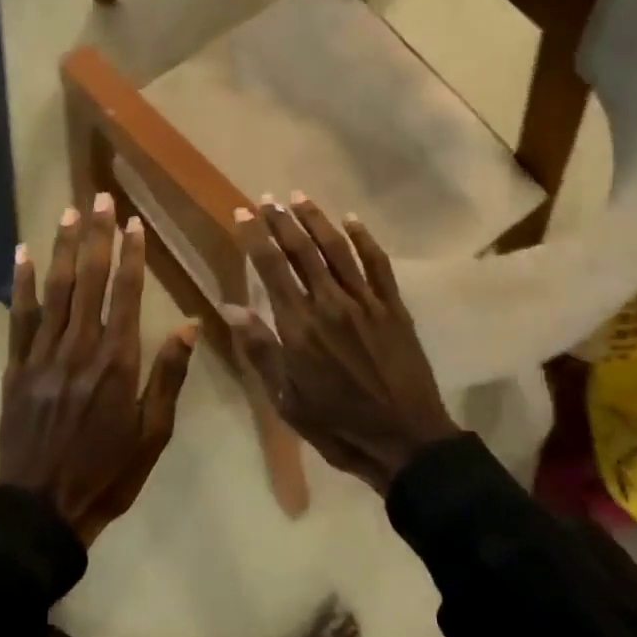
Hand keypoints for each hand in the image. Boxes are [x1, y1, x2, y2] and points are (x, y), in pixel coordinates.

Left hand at [1, 193, 198, 543]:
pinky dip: (22, 284)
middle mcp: (79, 347)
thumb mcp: (154, 433)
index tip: (133, 223)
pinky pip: (19, 317)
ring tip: (69, 213)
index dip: (130, 255)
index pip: (125, 293)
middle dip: (97, 236)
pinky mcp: (15, 367)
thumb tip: (189, 325)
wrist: (42, 510)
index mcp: (117, 362)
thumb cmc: (108, 473)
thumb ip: (169, 375)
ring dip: (63, 248)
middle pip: (89, 280)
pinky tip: (23, 254)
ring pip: (55, 290)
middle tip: (100, 199)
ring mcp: (42, 355)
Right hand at [224, 194, 458, 494]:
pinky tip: (351, 220)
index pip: (271, 268)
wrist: (405, 439)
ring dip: (316, 220)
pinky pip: (377, 264)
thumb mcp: (286, 398)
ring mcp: (365, 302)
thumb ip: (260, 349)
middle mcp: (330, 304)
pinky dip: (364, 239)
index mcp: (299, 326)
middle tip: (267, 198)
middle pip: (302, 250)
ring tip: (299, 197)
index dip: (255, 237)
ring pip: (337, 249)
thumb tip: (230, 307)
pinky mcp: (393, 307)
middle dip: (281, 221)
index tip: (243, 213)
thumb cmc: (338, 424)